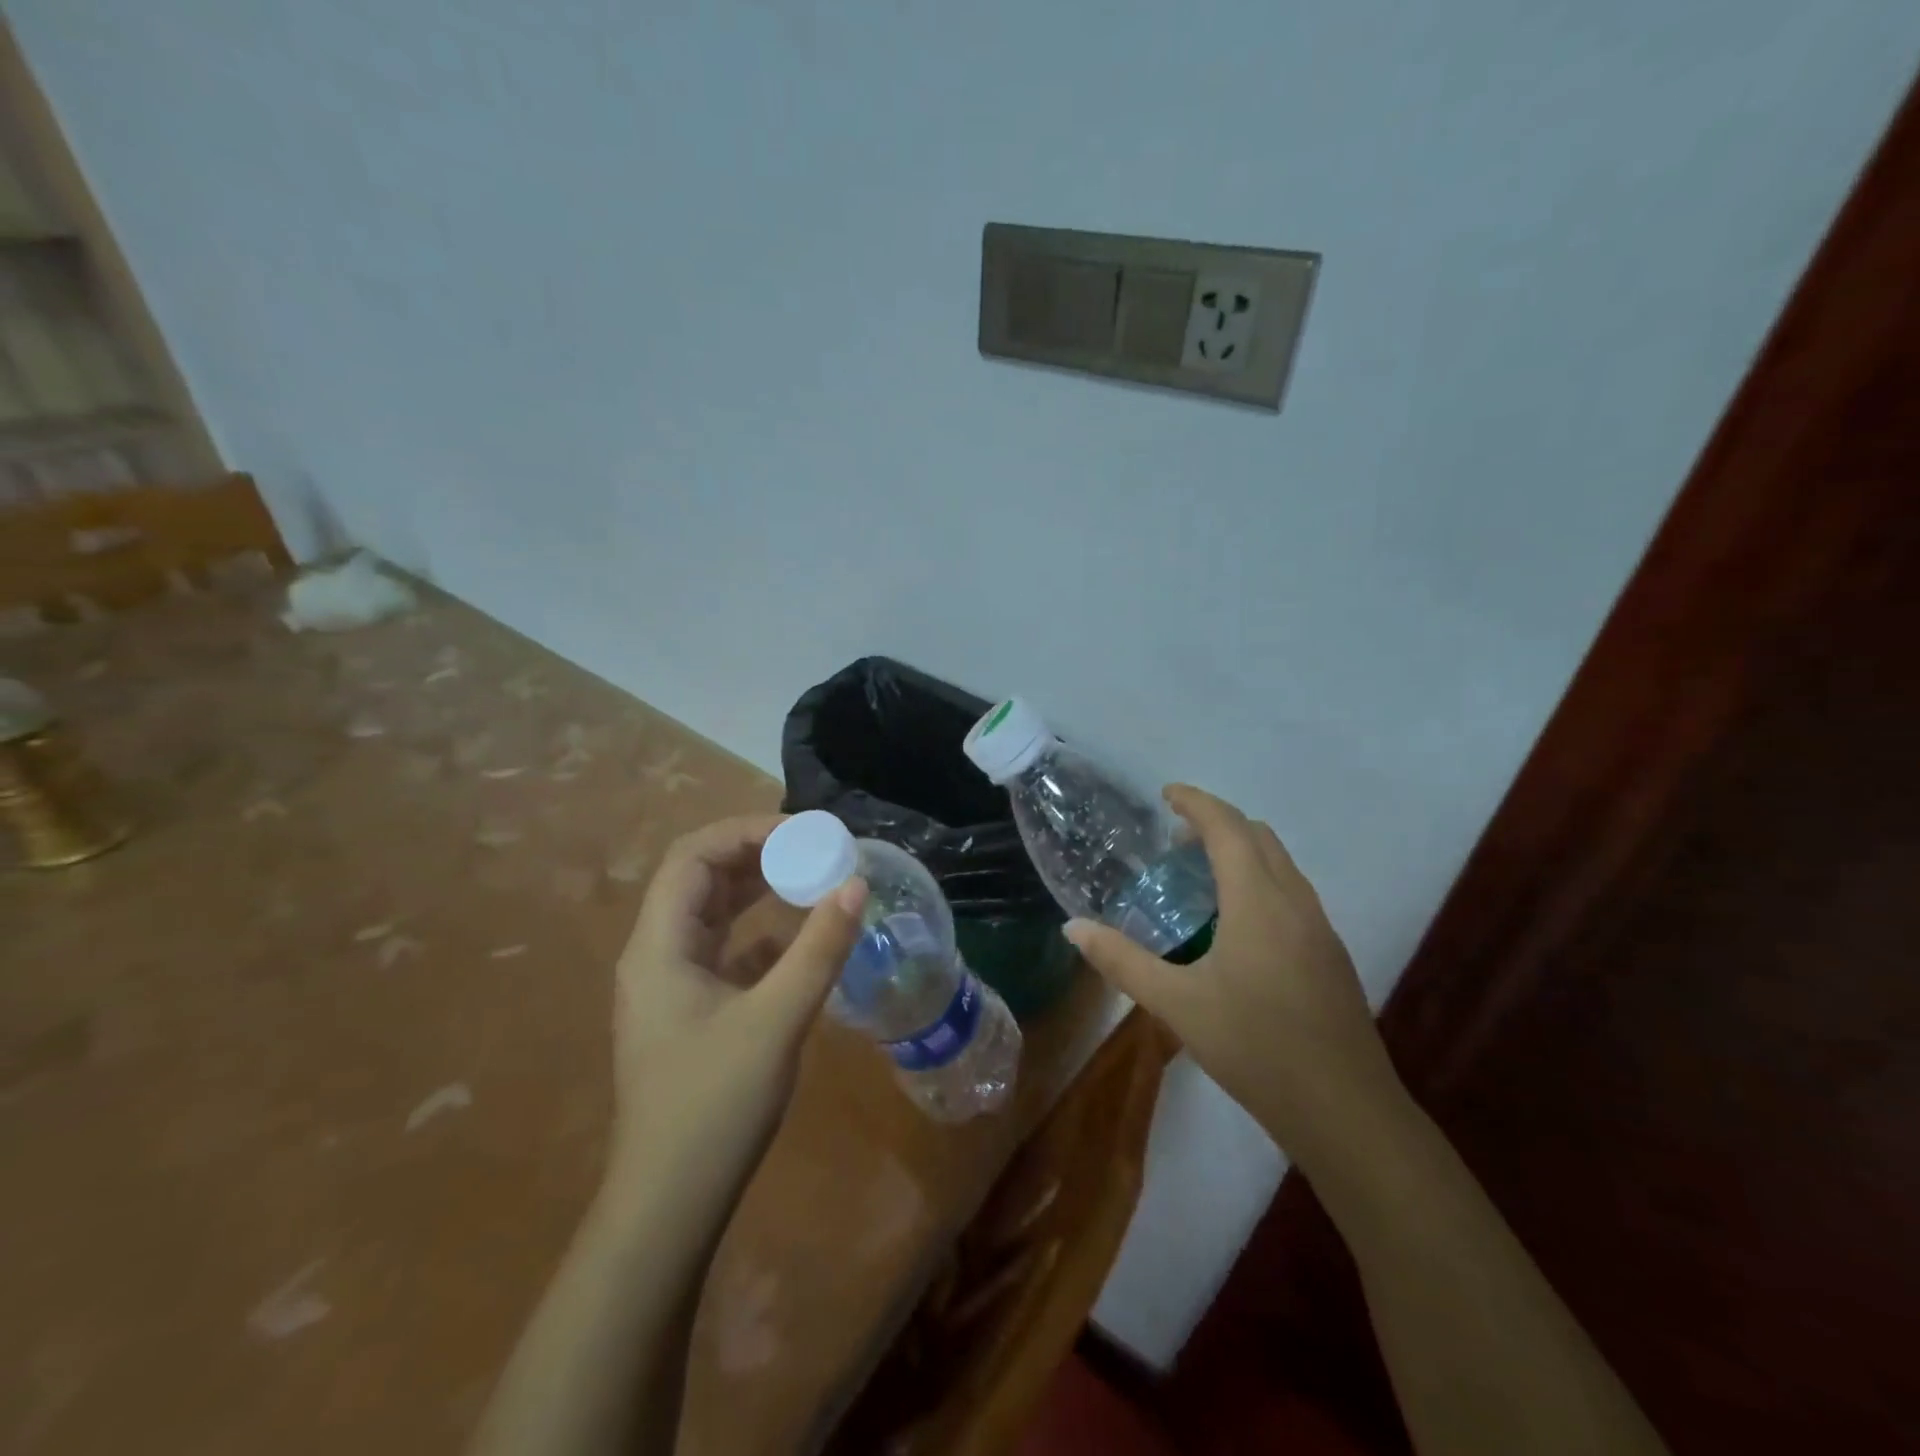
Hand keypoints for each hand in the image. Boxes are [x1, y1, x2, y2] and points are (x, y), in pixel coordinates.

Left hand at [606, 814, 865, 1207]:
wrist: (669, 1205)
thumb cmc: (714, 1107)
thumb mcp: (776, 1020)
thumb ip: (818, 948)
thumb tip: (856, 883)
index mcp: (659, 945)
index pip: (694, 856)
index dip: (747, 831)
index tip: (805, 833)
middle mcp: (657, 954)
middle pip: (700, 878)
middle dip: (757, 854)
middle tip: (815, 849)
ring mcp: (670, 985)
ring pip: (712, 913)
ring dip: (758, 889)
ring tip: (811, 877)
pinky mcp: (690, 1011)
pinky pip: (723, 950)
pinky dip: (759, 932)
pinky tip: (798, 939)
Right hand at [1065, 785, 1403, 1162]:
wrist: (1345, 1111)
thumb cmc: (1255, 1048)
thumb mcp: (1177, 1004)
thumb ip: (1122, 961)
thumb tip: (1073, 928)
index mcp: (1258, 901)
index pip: (1227, 828)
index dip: (1196, 802)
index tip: (1166, 794)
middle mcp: (1295, 902)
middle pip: (1259, 836)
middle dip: (1217, 823)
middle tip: (1175, 841)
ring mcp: (1320, 928)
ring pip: (1281, 864)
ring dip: (1242, 851)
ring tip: (1200, 877)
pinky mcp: (1331, 954)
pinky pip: (1292, 892)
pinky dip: (1260, 880)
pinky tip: (1236, 925)